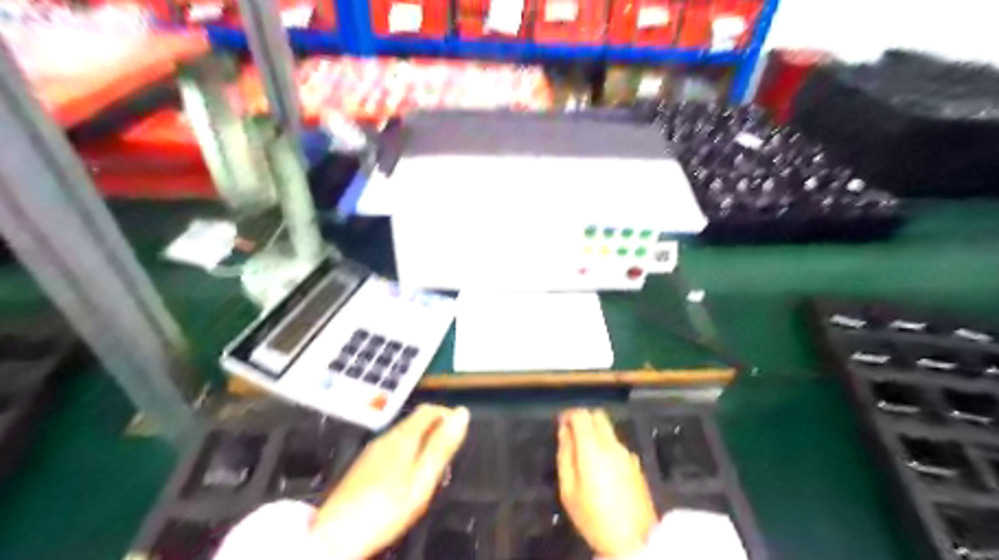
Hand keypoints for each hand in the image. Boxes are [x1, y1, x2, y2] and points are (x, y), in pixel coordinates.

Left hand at [310, 407, 471, 559]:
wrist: (336, 535)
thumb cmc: (387, 506)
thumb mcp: (423, 477)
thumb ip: (442, 445)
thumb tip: (461, 413)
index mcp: (403, 436)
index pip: (429, 410)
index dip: (448, 414)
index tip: (461, 429)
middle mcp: (386, 438)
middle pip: (415, 420)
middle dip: (436, 428)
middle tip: (451, 448)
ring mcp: (372, 452)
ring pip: (404, 434)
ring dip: (423, 440)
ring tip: (435, 463)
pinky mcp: (363, 467)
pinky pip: (392, 448)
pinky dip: (409, 452)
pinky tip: (409, 474)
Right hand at [558, 407, 660, 559]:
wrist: (634, 541)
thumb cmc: (594, 517)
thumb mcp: (569, 490)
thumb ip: (565, 456)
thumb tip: (564, 431)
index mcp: (593, 448)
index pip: (581, 415)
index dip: (569, 414)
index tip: (561, 423)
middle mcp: (612, 445)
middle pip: (598, 415)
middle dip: (583, 418)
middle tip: (572, 434)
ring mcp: (627, 453)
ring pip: (609, 430)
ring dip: (595, 432)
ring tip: (584, 455)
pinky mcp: (636, 464)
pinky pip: (617, 445)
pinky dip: (606, 446)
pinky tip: (602, 468)